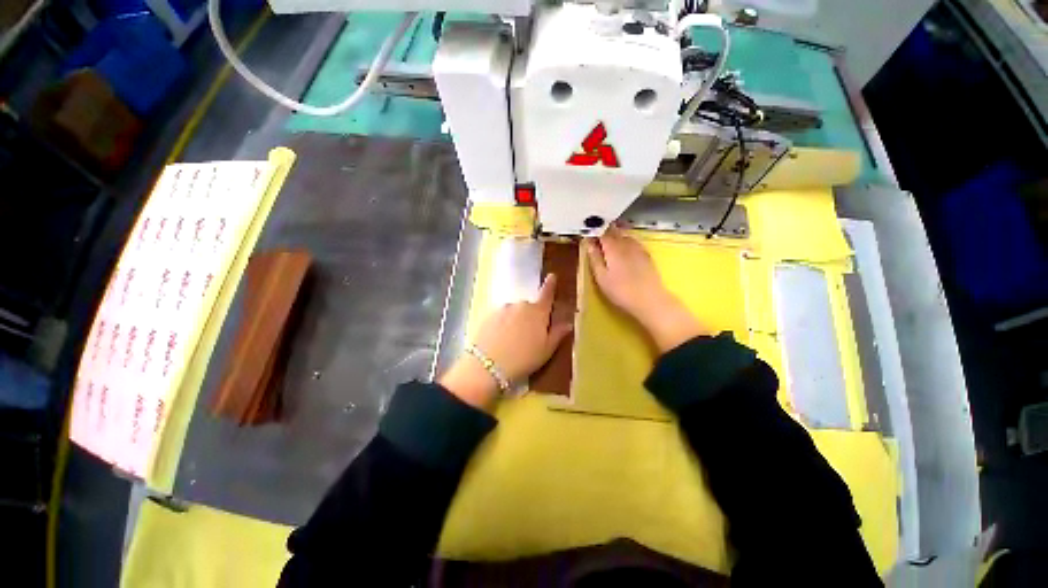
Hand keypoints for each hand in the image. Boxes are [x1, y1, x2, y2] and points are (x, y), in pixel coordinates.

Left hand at [439, 274, 572, 408]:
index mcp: (538, 312)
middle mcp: (521, 305)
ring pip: (513, 312)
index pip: (546, 294)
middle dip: (530, 317)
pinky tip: (498, 340)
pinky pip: (500, 317)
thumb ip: (557, 334)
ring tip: (511, 341)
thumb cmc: (523, 359)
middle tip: (528, 336)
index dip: (550, 285)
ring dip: (514, 321)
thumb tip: (568, 323)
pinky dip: (501, 324)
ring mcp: (503, 308)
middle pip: (529, 307)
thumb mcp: (546, 350)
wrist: (487, 365)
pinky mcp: (488, 315)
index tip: (552, 275)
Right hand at [585, 227, 707, 351]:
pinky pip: (633, 241)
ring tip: (608, 241)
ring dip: (615, 234)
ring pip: (624, 234)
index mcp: (613, 247)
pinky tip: (623, 248)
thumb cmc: (621, 291)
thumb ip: (594, 258)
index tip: (587, 234)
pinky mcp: (646, 254)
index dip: (594, 231)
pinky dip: (625, 241)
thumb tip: (588, 243)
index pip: (602, 232)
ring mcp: (638, 248)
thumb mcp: (601, 277)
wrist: (650, 300)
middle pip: (614, 230)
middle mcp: (626, 243)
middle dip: (604, 230)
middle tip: (596, 237)